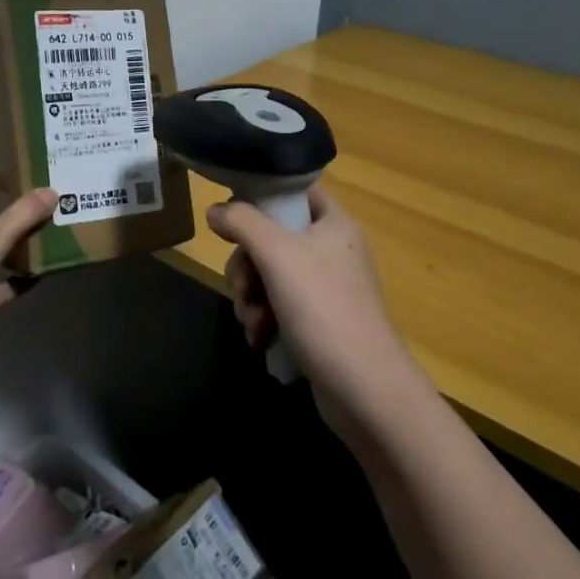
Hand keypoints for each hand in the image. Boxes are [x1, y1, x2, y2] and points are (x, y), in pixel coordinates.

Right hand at [207, 186, 430, 435]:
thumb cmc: (322, 308)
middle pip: (273, 239)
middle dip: (247, 266)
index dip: (263, 198)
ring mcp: (327, 289)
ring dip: (250, 298)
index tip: (233, 219)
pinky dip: (264, 320)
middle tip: (242, 287)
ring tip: (251, 322)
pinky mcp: (320, 323)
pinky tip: (259, 339)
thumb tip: (215, 210)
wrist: (363, 386)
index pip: (296, 192)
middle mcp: (333, 251)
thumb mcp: (277, 255)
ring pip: (270, 276)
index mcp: (334, 224)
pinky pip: (280, 307)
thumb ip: (242, 223)